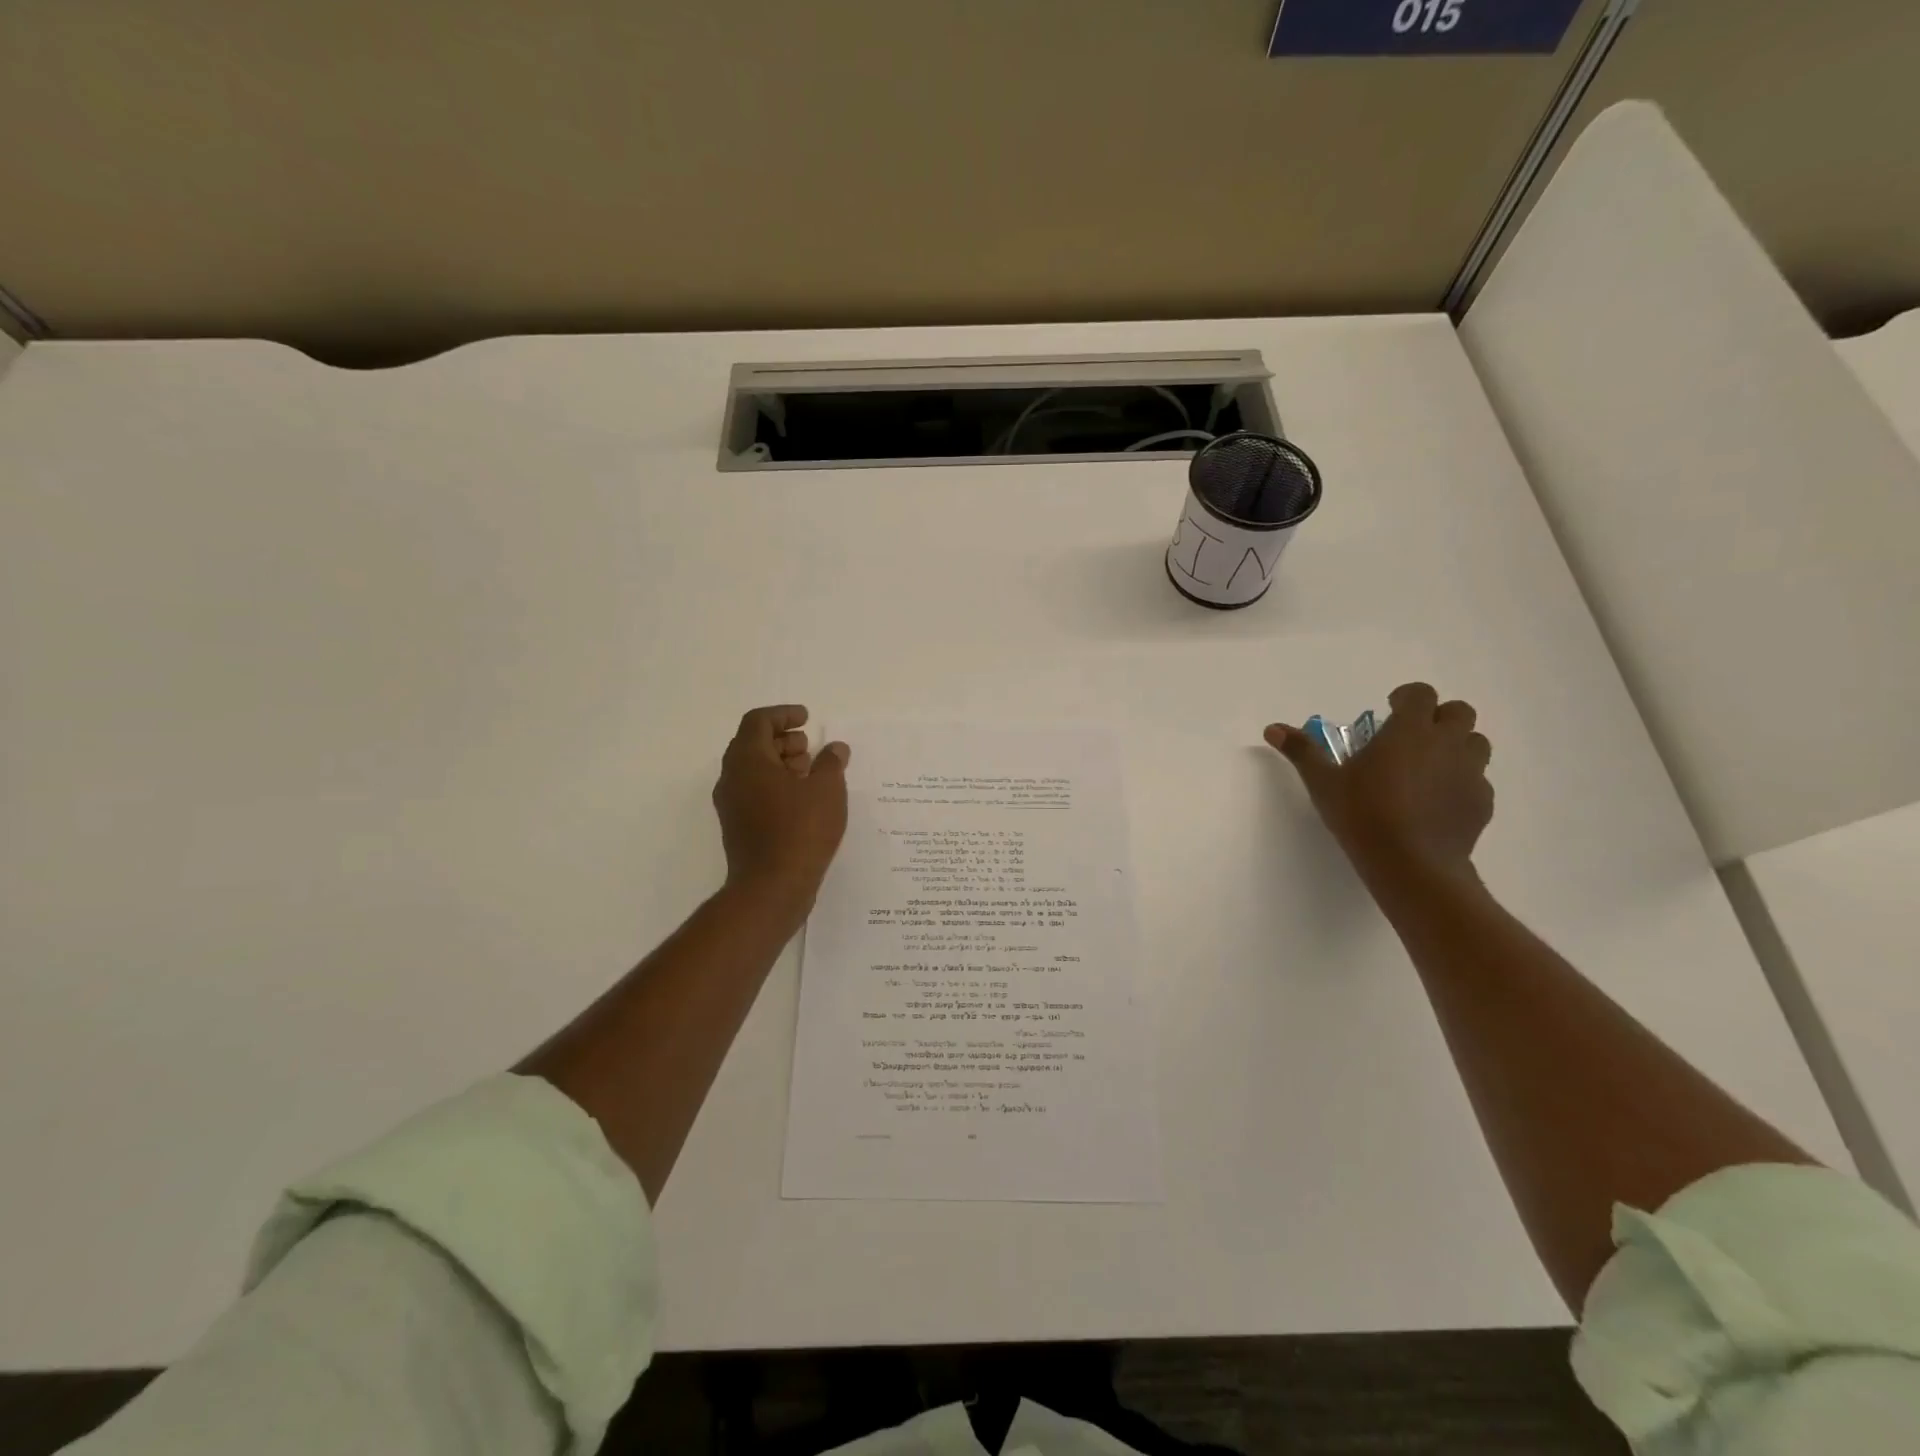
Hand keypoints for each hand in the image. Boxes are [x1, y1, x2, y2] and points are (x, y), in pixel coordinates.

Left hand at [713, 705, 850, 908]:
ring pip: (753, 771)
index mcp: (747, 760)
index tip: (807, 719)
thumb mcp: (827, 790)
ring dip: (781, 764)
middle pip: (752, 745)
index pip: (758, 721)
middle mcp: (732, 778)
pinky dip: (777, 786)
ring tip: (812, 772)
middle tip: (810, 746)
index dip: (783, 714)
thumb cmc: (800, 830)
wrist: (771, 888)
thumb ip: (831, 763)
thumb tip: (835, 748)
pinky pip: (755, 793)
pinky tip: (804, 800)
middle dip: (783, 740)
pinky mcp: (738, 827)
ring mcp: (731, 805)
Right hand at [1264, 682, 1492, 886]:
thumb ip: (1302, 751)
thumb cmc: (1363, 815)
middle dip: (1438, 717)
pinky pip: (1477, 781)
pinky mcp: (1482, 803)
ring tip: (1428, 767)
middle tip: (1412, 736)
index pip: (1421, 694)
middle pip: (1459, 712)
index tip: (1390, 709)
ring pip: (1476, 744)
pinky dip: (1460, 782)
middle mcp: (1447, 744)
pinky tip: (1436, 802)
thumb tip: (1272, 729)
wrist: (1412, 865)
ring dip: (1456, 746)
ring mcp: (1471, 773)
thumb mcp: (1323, 782)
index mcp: (1409, 731)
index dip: (1407, 697)